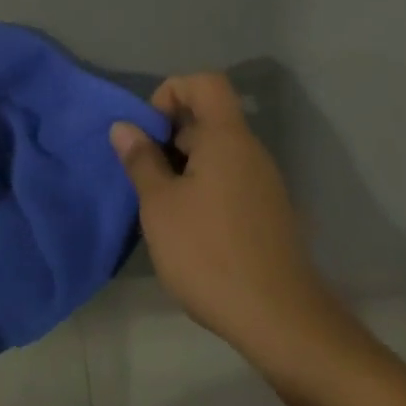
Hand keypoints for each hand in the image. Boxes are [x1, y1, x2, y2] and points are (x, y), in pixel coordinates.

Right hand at [111, 73, 334, 365]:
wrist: (281, 322)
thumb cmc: (209, 253)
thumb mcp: (159, 205)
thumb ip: (141, 160)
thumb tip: (124, 127)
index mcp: (227, 139)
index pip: (204, 83)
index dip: (171, 92)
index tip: (150, 130)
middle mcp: (251, 152)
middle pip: (209, 118)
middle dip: (170, 135)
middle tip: (145, 173)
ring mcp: (264, 184)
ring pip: (217, 153)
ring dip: (184, 166)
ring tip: (161, 204)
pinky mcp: (268, 214)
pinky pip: (230, 180)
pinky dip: (203, 188)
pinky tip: (187, 228)